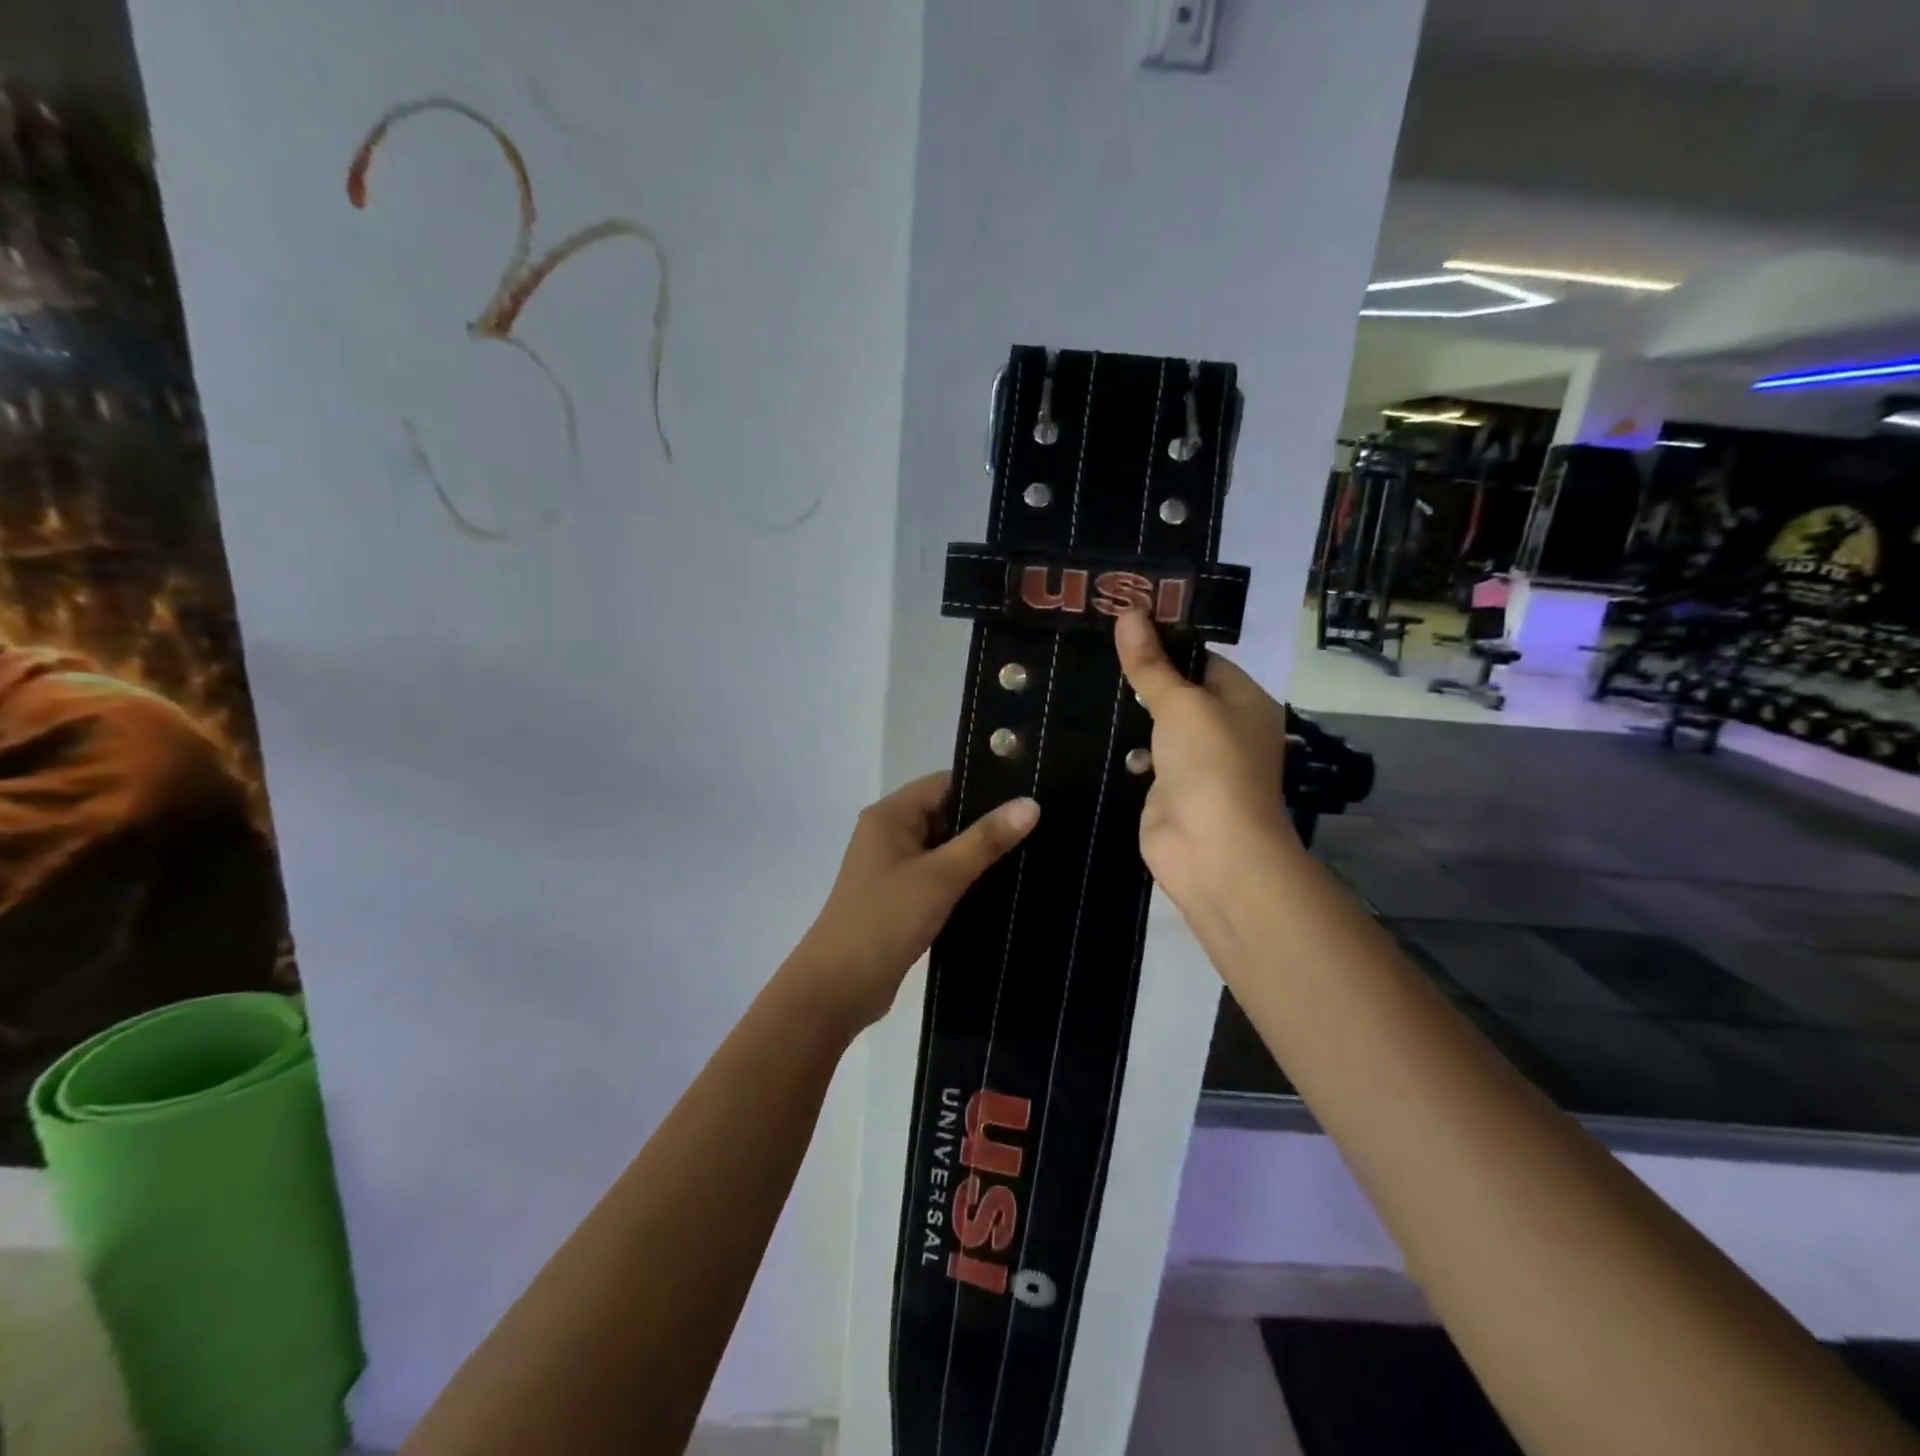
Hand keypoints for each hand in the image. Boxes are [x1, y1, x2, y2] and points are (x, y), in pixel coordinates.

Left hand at [788, 773, 1039, 1031]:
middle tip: (1041, 827)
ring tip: (1032, 854)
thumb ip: (985, 839)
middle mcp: (889, 833)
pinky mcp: (900, 897)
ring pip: (945, 848)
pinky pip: (939, 876)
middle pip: (946, 814)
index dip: (986, 786)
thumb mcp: (941, 876)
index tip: (1031, 794)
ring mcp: (893, 867)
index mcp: (891, 815)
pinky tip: (1002, 887)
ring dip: (978, 854)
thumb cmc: (885, 921)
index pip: (945, 783)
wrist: (838, 988)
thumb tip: (1031, 803)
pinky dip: (965, 879)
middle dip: (987, 822)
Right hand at [1114, 611, 1291, 909]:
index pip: (1202, 658)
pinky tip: (1086, 724)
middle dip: (1140, 675)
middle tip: (1091, 644)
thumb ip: (1151, 664)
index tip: (1120, 620)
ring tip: (1079, 677)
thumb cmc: (1211, 766)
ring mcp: (1193, 762)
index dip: (1165, 638)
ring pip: (1155, 725)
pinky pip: (1141, 757)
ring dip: (1126, 711)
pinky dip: (1121, 746)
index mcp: (1243, 701)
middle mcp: (1223, 728)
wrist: (1212, 852)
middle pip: (1176, 690)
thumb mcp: (1182, 704)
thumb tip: (1128, 612)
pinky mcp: (1165, 789)